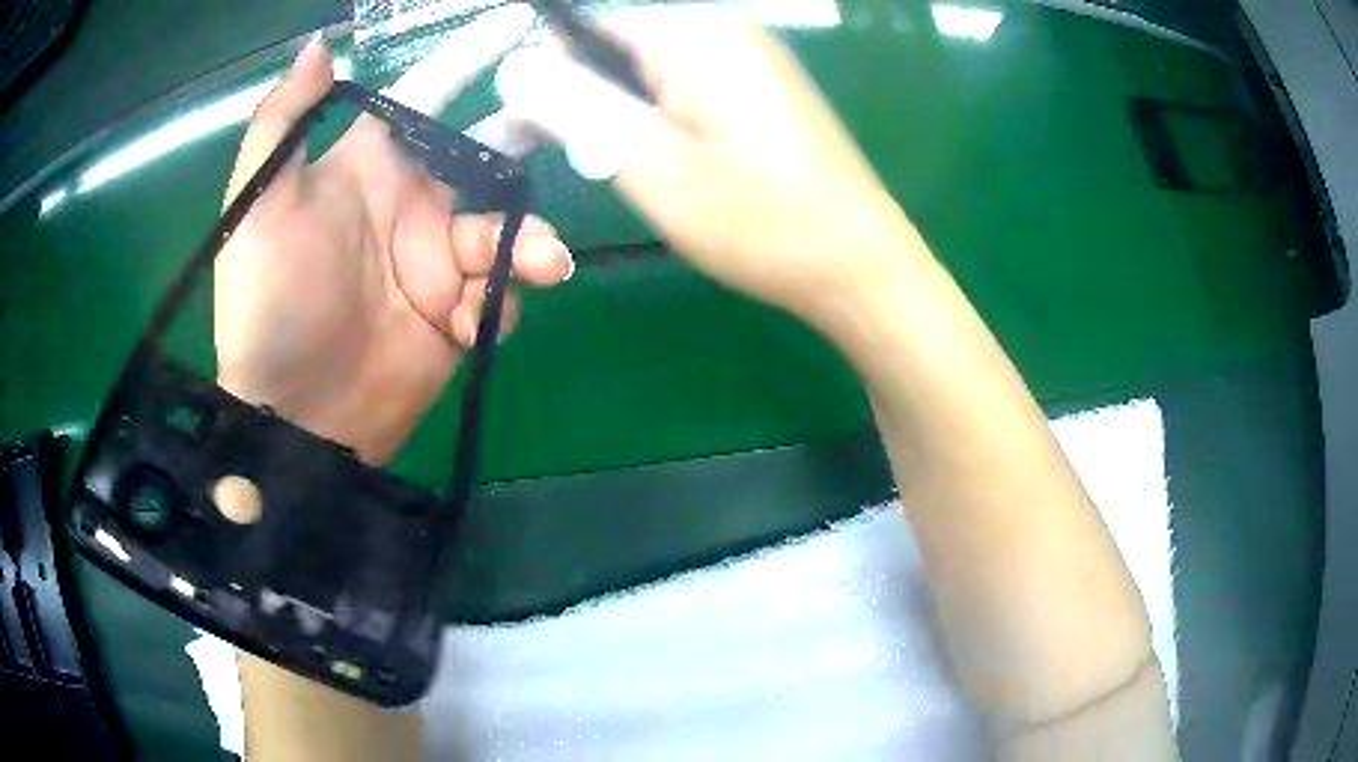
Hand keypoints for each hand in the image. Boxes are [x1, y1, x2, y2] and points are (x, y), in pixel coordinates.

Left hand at [215, 7, 571, 463]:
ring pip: (508, 230)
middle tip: (581, 123)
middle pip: (489, 154)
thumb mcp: (255, 207)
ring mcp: (439, 264)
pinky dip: (502, 302)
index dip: (468, 60)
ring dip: (528, 242)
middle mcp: (413, 205)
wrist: (292, 417)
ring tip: (538, 264)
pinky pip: (500, 296)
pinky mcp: (458, 318)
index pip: (427, 97)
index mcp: (370, 168)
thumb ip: (281, 122)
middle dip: (532, 137)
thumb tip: (323, 47)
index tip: (519, 26)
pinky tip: (474, 321)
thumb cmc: (267, 304)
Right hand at [495, 8, 926, 332]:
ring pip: (654, 67)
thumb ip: (576, 106)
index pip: (589, 27)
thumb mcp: (650, 166)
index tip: (529, 130)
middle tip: (585, 158)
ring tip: (632, 166)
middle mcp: (728, 29)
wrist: (857, 265)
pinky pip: (690, 82)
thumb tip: (516, 66)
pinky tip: (674, 159)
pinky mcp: (766, 86)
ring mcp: (754, 56)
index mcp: (696, 36)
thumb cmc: (758, 223)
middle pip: (623, 44)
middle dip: (587, 94)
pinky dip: (663, 114)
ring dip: (624, 109)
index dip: (548, 72)